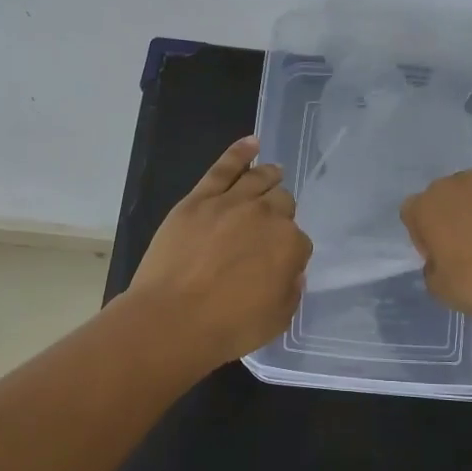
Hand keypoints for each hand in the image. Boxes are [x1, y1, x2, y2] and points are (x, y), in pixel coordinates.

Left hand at [128, 136, 312, 367]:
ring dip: (270, 175)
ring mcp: (231, 203)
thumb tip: (290, 272)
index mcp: (291, 245)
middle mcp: (267, 216)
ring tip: (274, 172)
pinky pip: (223, 168)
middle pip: (282, 204)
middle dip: (281, 213)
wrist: (173, 319)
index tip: (279, 263)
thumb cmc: (228, 327)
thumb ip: (290, 291)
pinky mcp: (199, 199)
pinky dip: (240, 152)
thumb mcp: (277, 319)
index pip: (299, 241)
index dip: (290, 252)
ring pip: (259, 179)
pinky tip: (252, 143)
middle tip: (271, 226)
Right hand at [400, 157, 471, 320]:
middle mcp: (452, 184)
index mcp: (425, 209)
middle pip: (443, 194)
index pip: (412, 212)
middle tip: (469, 243)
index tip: (439, 254)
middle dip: (451, 214)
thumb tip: (439, 260)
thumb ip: (431, 268)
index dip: (423, 234)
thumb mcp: (440, 290)